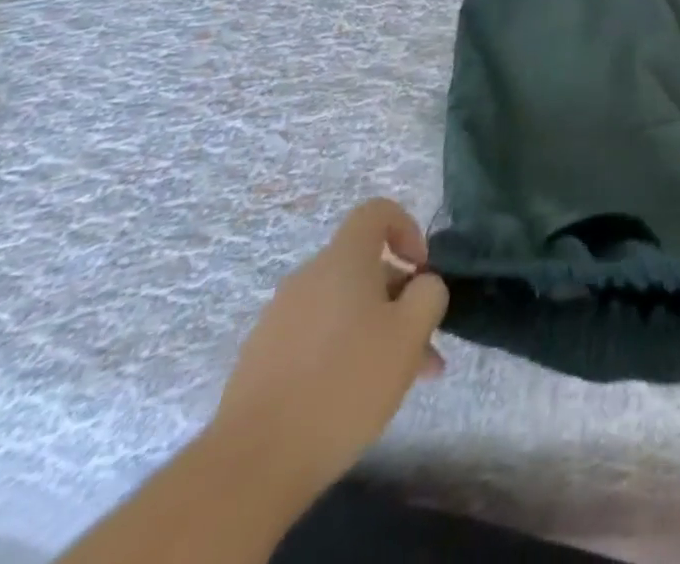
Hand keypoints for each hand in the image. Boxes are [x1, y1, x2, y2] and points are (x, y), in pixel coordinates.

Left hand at [209, 198, 449, 492]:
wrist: (250, 467)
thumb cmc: (344, 382)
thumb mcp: (410, 332)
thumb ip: (429, 293)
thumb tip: (422, 286)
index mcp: (342, 261)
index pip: (376, 212)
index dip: (407, 228)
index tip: (421, 269)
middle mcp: (306, 280)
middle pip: (364, 269)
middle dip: (400, 299)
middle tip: (424, 343)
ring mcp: (277, 322)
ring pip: (344, 310)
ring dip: (377, 332)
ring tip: (402, 380)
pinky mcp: (261, 363)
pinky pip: (316, 340)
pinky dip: (344, 355)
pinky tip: (358, 399)